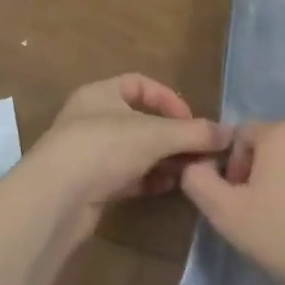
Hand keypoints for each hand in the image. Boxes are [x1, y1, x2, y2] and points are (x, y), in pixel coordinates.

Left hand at [14, 75, 228, 242]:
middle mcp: (92, 119)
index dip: (169, 99)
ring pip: (135, 150)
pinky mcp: (90, 185)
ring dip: (163, 159)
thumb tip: (229, 133)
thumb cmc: (103, 148)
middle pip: (141, 121)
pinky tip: (168, 187)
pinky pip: (127, 175)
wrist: (55, 200)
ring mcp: (89, 154)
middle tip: (197, 151)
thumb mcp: (154, 135)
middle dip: (171, 135)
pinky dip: (148, 178)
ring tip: (189, 171)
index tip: (190, 121)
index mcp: (100, 94)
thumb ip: (193, 133)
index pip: (141, 84)